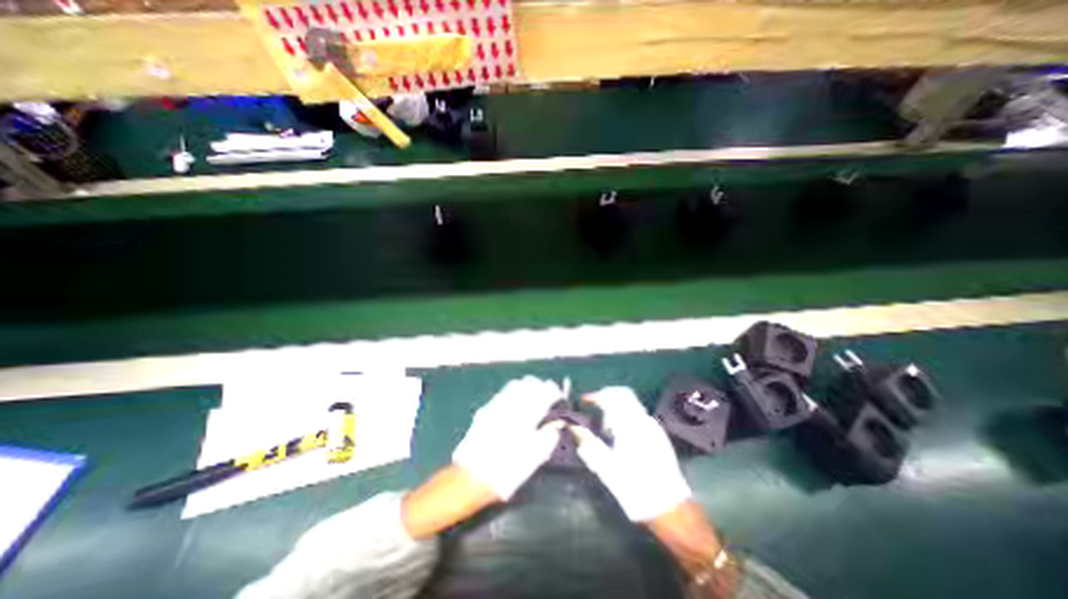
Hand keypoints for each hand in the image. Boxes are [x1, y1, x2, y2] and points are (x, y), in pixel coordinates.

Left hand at [451, 379, 566, 500]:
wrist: (471, 477)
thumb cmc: (506, 472)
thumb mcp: (532, 460)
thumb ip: (546, 440)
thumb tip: (555, 429)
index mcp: (525, 417)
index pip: (543, 396)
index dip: (553, 392)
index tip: (558, 394)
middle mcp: (511, 407)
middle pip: (529, 385)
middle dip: (540, 386)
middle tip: (547, 391)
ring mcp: (497, 406)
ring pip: (514, 386)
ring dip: (526, 386)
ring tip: (533, 391)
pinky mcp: (485, 411)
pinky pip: (502, 393)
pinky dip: (512, 391)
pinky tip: (514, 398)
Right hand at [572, 389, 687, 519]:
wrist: (669, 507)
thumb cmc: (634, 487)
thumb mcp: (605, 467)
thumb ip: (588, 443)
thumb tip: (573, 426)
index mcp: (629, 425)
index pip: (610, 397)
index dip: (595, 396)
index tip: (584, 400)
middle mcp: (643, 420)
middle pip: (623, 394)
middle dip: (607, 396)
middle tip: (594, 406)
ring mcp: (653, 426)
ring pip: (632, 403)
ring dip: (616, 406)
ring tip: (606, 426)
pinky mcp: (659, 435)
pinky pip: (639, 414)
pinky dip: (626, 415)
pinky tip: (621, 435)